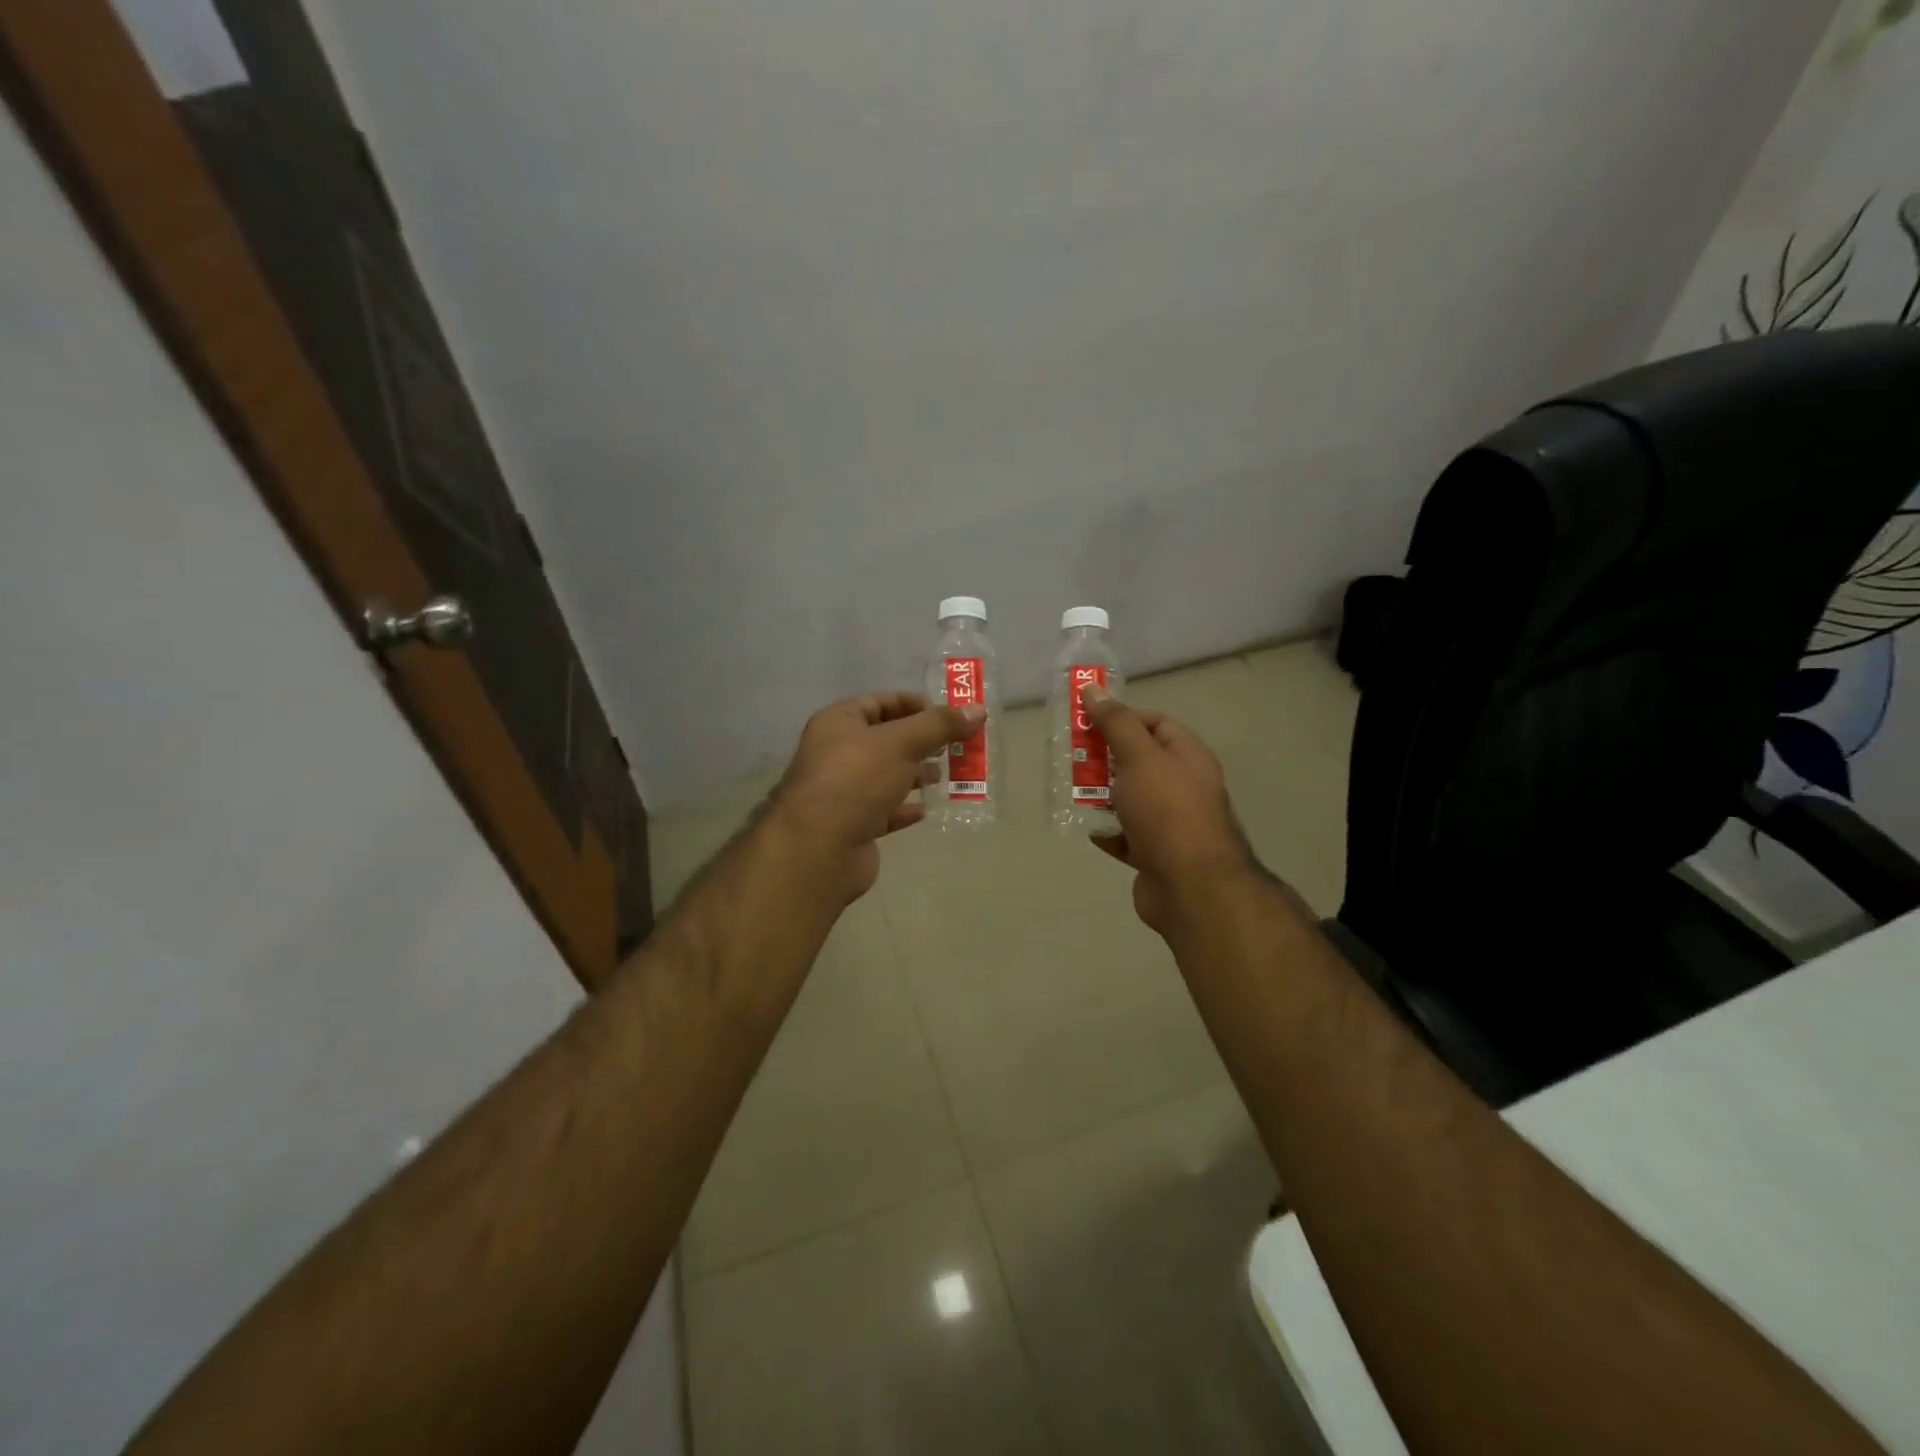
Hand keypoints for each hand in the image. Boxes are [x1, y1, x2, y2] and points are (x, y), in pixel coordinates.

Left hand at [767, 692, 983, 902]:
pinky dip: (905, 808)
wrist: (819, 848)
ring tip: (946, 776)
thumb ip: (939, 725)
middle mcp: (837, 753)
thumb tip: (978, 709)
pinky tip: (926, 809)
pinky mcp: (852, 825)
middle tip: (956, 747)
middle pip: (886, 739)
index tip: (950, 717)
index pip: (881, 702)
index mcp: (839, 722)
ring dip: (916, 774)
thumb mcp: (902, 743)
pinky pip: (884, 811)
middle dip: (922, 742)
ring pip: (887, 776)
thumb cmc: (856, 780)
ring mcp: (843, 792)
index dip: (915, 705)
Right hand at [1082, 683, 1258, 934]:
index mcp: (1188, 757)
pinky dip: (1108, 831)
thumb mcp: (1139, 757)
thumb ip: (1115, 723)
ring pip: (1130, 799)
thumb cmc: (1166, 812)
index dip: (1123, 718)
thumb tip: (1093, 689)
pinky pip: (1127, 835)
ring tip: (1072, 792)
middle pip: (1139, 761)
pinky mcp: (1156, 854)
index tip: (1089, 723)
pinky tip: (1088, 828)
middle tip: (1073, 757)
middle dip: (1105, 758)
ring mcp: (1171, 822)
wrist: (1191, 887)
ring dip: (1102, 796)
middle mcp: (1183, 786)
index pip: (1156, 723)